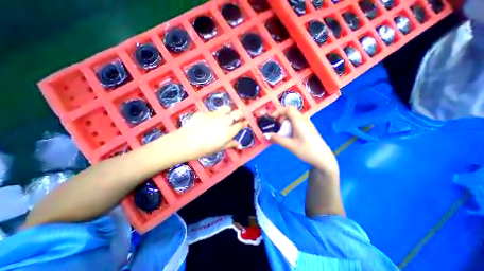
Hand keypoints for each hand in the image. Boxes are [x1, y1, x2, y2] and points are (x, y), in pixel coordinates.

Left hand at [169, 106, 245, 160]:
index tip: (245, 122)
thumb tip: (239, 145)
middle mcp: (225, 121)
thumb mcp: (219, 148)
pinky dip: (213, 115)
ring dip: (228, 111)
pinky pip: (212, 112)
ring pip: (226, 108)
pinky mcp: (205, 112)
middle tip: (238, 116)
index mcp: (229, 131)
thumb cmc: (205, 148)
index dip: (244, 123)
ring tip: (224, 115)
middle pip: (237, 113)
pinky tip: (207, 121)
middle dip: (240, 113)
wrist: (187, 142)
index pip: (241, 124)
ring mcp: (215, 114)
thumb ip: (230, 144)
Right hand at [265, 107, 337, 172]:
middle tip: (277, 128)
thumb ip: (277, 138)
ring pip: (294, 117)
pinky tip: (290, 135)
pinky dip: (291, 125)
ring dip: (286, 122)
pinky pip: (298, 122)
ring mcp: (308, 123)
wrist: (323, 158)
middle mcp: (304, 119)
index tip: (272, 119)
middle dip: (281, 118)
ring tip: (282, 132)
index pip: (288, 109)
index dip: (279, 111)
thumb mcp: (289, 145)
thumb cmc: (306, 150)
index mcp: (299, 121)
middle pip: (290, 112)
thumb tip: (265, 135)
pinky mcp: (309, 128)